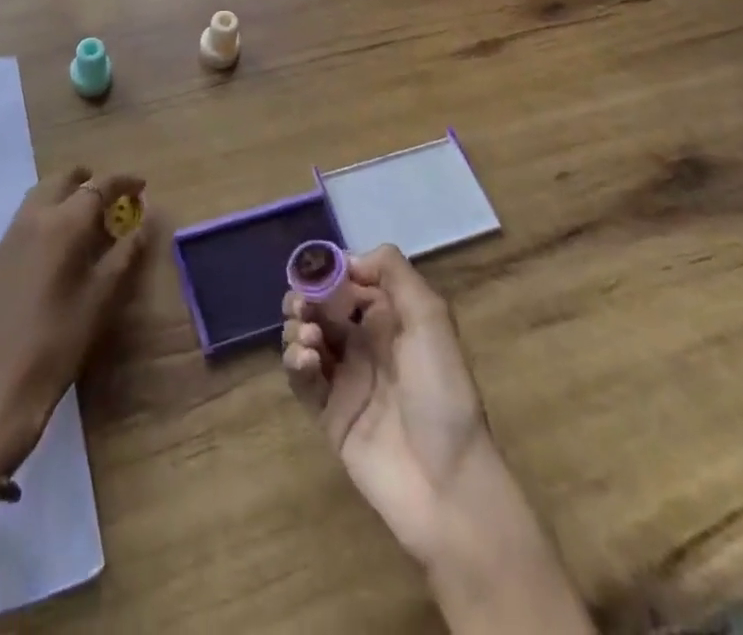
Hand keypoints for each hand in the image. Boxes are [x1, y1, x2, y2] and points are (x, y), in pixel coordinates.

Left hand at [0, 168, 147, 476]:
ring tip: (87, 215)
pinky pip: (26, 216)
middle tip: (112, 195)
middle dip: (88, 179)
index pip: (98, 187)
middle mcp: (33, 218)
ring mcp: (10, 236)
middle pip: (62, 180)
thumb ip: (124, 255)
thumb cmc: (58, 341)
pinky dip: (48, 211)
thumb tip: (142, 224)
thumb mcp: (101, 299)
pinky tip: (59, 241)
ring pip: (40, 194)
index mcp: (63, 224)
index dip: (122, 181)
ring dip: (65, 193)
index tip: (141, 185)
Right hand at [283, 247, 593, 634]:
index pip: (347, 281)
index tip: (314, 270)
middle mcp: (364, 343)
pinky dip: (295, 362)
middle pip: (319, 307)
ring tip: (309, 339)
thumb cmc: (442, 392)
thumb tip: (347, 259)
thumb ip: (393, 272)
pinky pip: (301, 379)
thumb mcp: (431, 318)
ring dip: (297, 328)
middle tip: (302, 306)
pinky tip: (306, 361)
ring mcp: (344, 379)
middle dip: (304, 299)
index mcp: (389, 319)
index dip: (327, 272)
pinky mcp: (327, 414)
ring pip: (304, 338)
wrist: (447, 484)